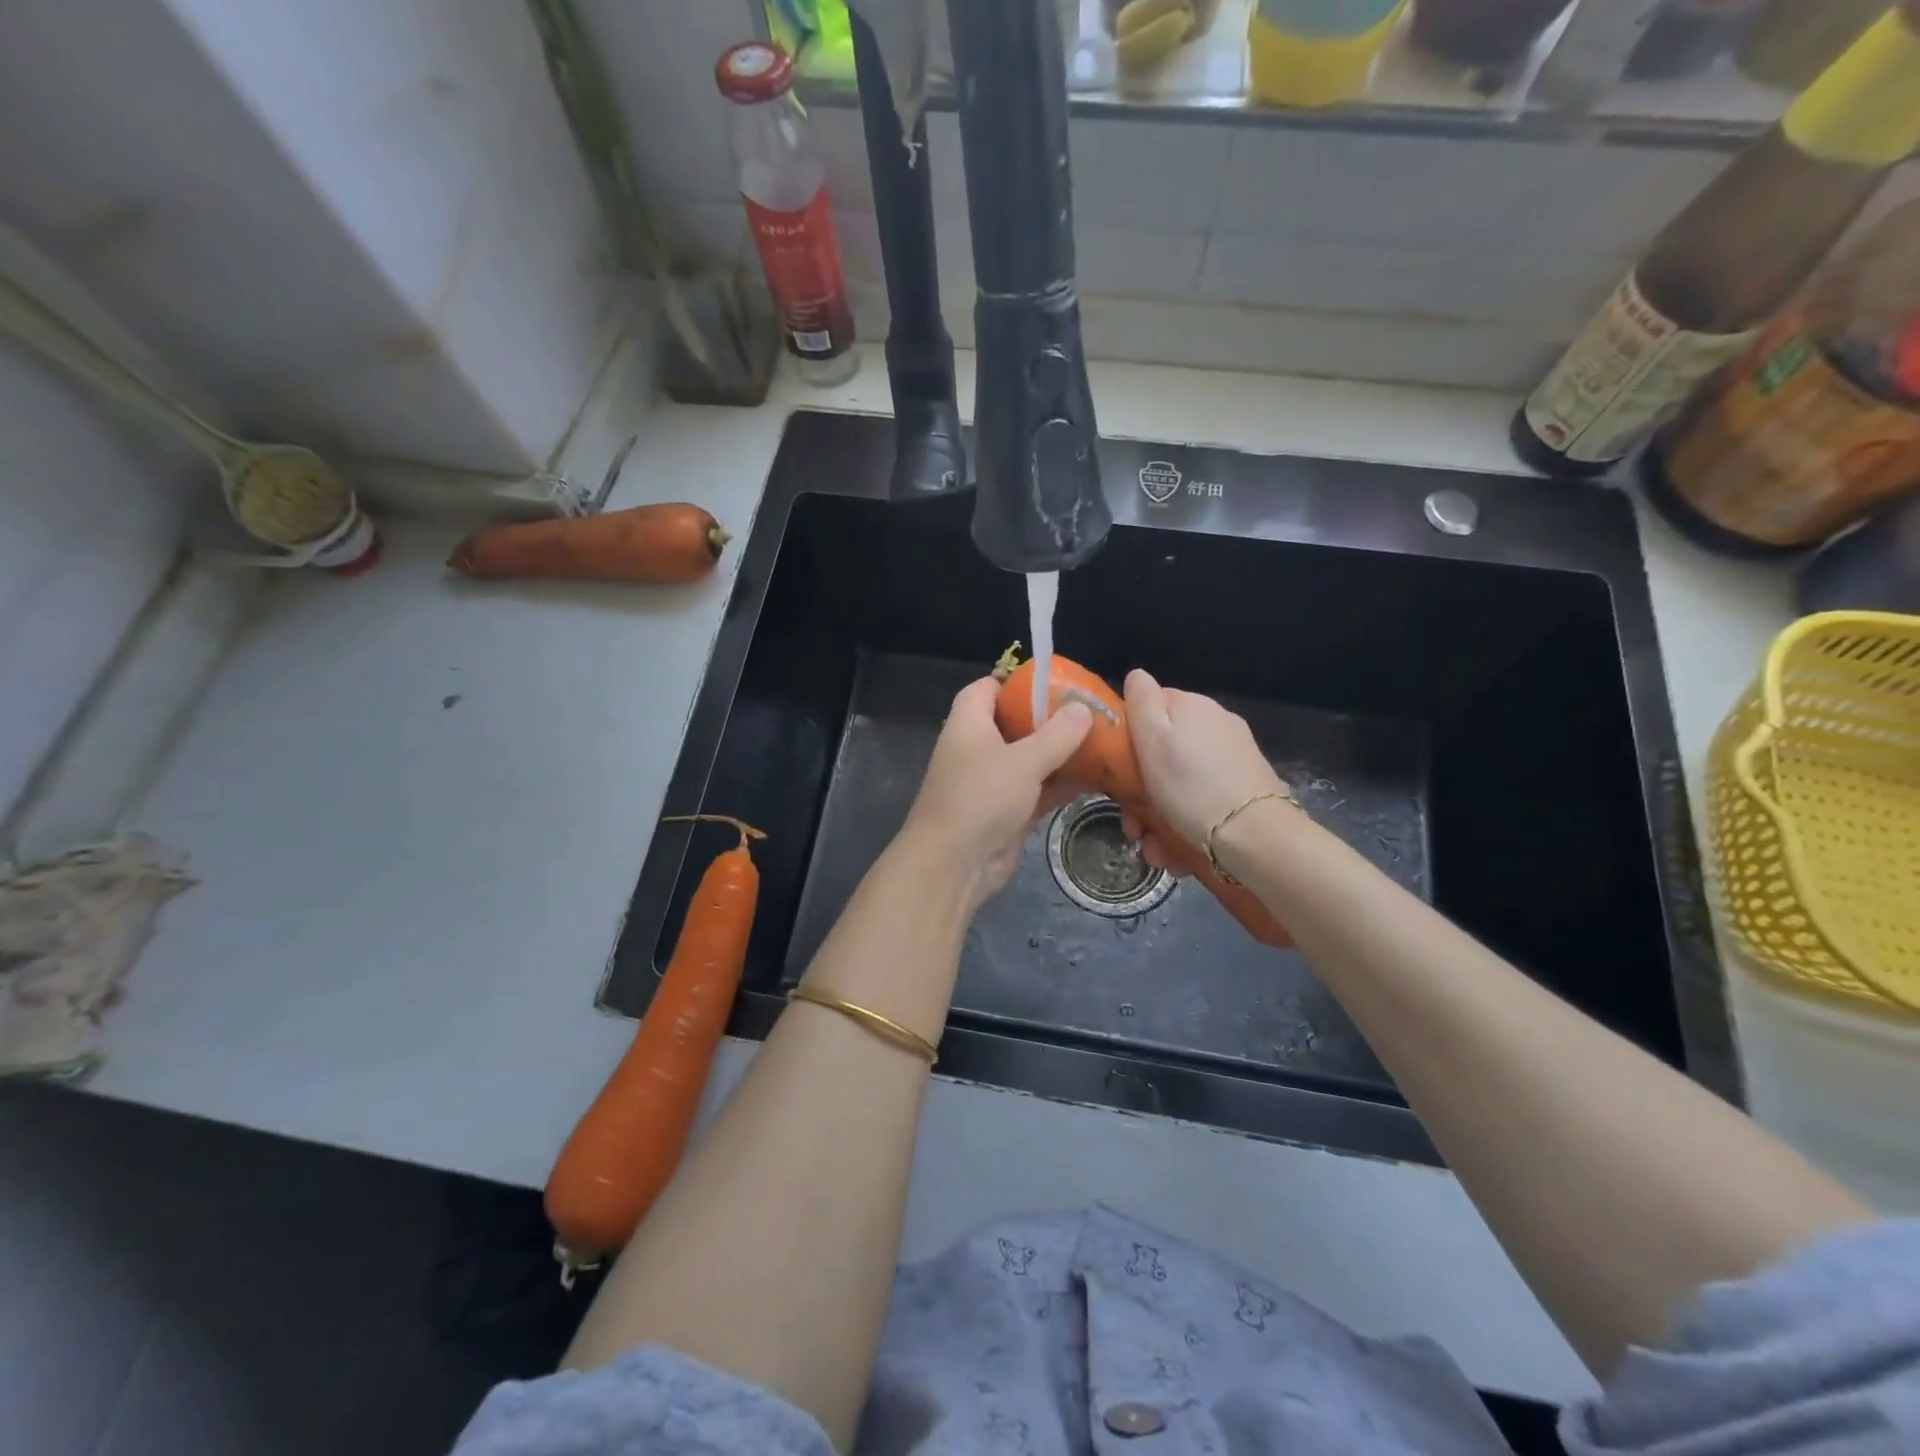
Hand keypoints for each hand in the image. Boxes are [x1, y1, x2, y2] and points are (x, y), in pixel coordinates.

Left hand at [896, 677, 1091, 911]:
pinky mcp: (1008, 811)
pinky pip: (1039, 789)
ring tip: (1104, 741)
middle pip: (1016, 723)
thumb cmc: (980, 798)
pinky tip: (1098, 777)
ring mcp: (993, 782)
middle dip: (1051, 719)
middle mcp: (979, 748)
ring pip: (1031, 758)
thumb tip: (1082, 709)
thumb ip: (1056, 735)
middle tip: (1091, 712)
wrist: (953, 865)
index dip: (1017, 682)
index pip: (987, 688)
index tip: (1055, 682)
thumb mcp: (1023, 760)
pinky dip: (1062, 783)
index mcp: (969, 723)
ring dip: (1062, 753)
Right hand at [1122, 669, 1288, 868]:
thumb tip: (1137, 675)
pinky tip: (1178, 855)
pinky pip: (1203, 804)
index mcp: (1192, 707)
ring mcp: (1235, 759)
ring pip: (1181, 784)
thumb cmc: (1190, 786)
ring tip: (1155, 851)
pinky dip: (1186, 827)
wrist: (1254, 837)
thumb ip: (1142, 702)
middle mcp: (1217, 725)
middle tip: (1132, 826)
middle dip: (1141, 792)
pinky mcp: (1246, 791)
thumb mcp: (1152, 739)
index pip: (1150, 707)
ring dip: (1160, 819)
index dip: (1128, 738)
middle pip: (1164, 753)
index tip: (1116, 773)